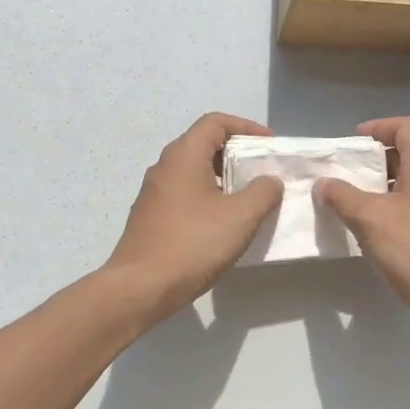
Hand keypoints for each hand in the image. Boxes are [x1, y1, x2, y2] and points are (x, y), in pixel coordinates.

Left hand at [104, 113, 282, 326]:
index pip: (215, 122)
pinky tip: (222, 224)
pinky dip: (207, 198)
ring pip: (193, 172)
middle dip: (236, 154)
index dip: (246, 127)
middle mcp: (164, 167)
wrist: (140, 287)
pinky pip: (184, 195)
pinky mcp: (150, 217)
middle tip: (262, 172)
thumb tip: (269, 180)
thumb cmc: (192, 244)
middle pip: (203, 144)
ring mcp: (153, 193)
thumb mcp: (240, 217)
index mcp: (183, 156)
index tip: (269, 146)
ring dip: (222, 179)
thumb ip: (262, 192)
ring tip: (248, 199)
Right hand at [314, 117, 409, 357]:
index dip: (378, 127)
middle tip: (340, 173)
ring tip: (345, 202)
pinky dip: (386, 211)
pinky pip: (409, 210)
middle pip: (405, 154)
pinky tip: (365, 232)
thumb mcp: (371, 219)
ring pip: (405, 185)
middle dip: (371, 160)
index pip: (406, 127)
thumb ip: (342, 196)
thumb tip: (322, 183)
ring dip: (376, 188)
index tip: (350, 143)